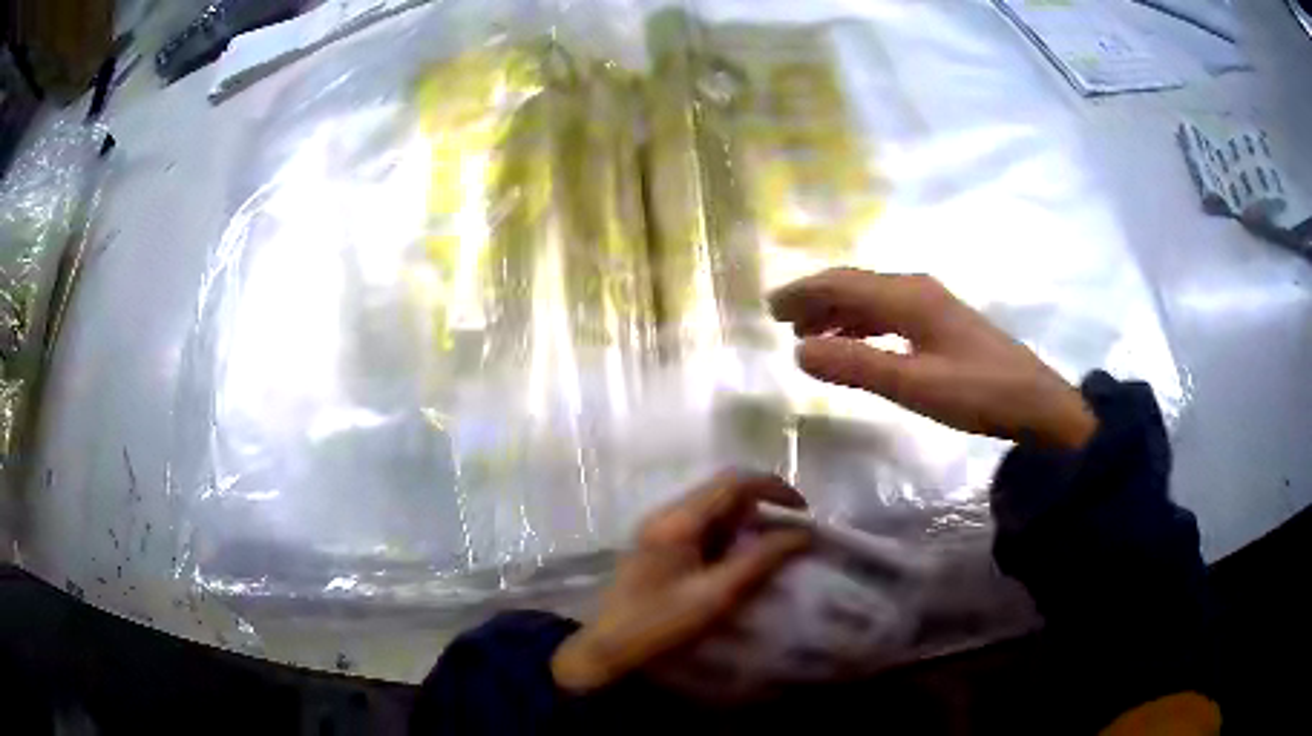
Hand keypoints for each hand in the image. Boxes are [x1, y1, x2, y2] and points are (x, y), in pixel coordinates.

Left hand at [551, 472, 810, 693]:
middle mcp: (666, 514)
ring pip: (713, 510)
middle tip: (791, 534)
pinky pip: (702, 528)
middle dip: (763, 506)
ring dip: (746, 523)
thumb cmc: (659, 625)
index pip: (734, 482)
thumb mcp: (716, 596)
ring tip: (771, 551)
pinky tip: (739, 563)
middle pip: (723, 491)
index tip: (804, 512)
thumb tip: (801, 534)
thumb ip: (760, 561)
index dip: (774, 488)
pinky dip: (728, 537)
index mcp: (678, 520)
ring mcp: (659, 530)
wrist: (606, 651)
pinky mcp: (658, 547)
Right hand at [769, 268, 1095, 449]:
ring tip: (809, 334)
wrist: (1036, 402)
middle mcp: (916, 290)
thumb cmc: (977, 393)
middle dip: (815, 299)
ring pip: (871, 299)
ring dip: (837, 312)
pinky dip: (862, 324)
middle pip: (854, 284)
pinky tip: (855, 343)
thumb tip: (798, 350)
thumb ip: (856, 366)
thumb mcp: (913, 384)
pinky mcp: (941, 324)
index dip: (802, 292)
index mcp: (908, 297)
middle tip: (781, 322)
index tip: (768, 309)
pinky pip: (888, 313)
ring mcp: (931, 305)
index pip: (842, 283)